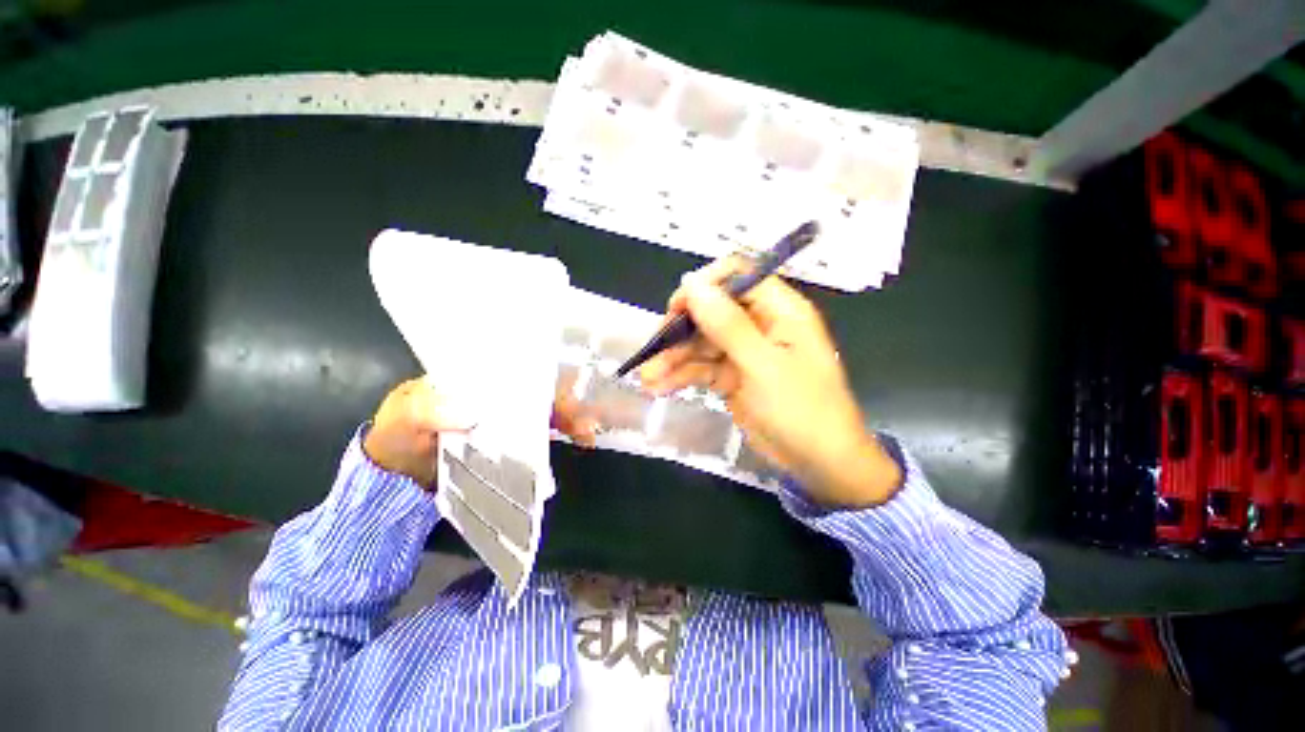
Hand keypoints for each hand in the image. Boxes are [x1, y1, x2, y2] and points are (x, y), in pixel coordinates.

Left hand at [363, 377, 598, 486]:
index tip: (566, 386)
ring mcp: (508, 414)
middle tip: (585, 416)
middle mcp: (499, 390)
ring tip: (588, 432)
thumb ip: (427, 409)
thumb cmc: (399, 436)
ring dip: (572, 416)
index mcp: (477, 375)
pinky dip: (565, 433)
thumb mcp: (403, 417)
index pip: (518, 365)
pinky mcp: (513, 438)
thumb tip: (470, 410)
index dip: (545, 371)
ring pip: (549, 408)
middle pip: (541, 387)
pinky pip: (545, 431)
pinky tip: (580, 440)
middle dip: (568, 397)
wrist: (398, 478)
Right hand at [638, 260, 900, 507]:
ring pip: (701, 342)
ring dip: (673, 358)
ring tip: (647, 377)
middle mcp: (760, 324)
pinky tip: (658, 387)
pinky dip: (680, 376)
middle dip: (680, 329)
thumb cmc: (801, 410)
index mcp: (779, 310)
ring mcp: (744, 352)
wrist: (818, 464)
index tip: (677, 307)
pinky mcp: (732, 377)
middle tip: (653, 348)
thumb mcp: (763, 366)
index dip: (704, 286)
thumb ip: (727, 324)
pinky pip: (701, 368)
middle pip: (711, 311)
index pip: (737, 275)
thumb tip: (692, 283)